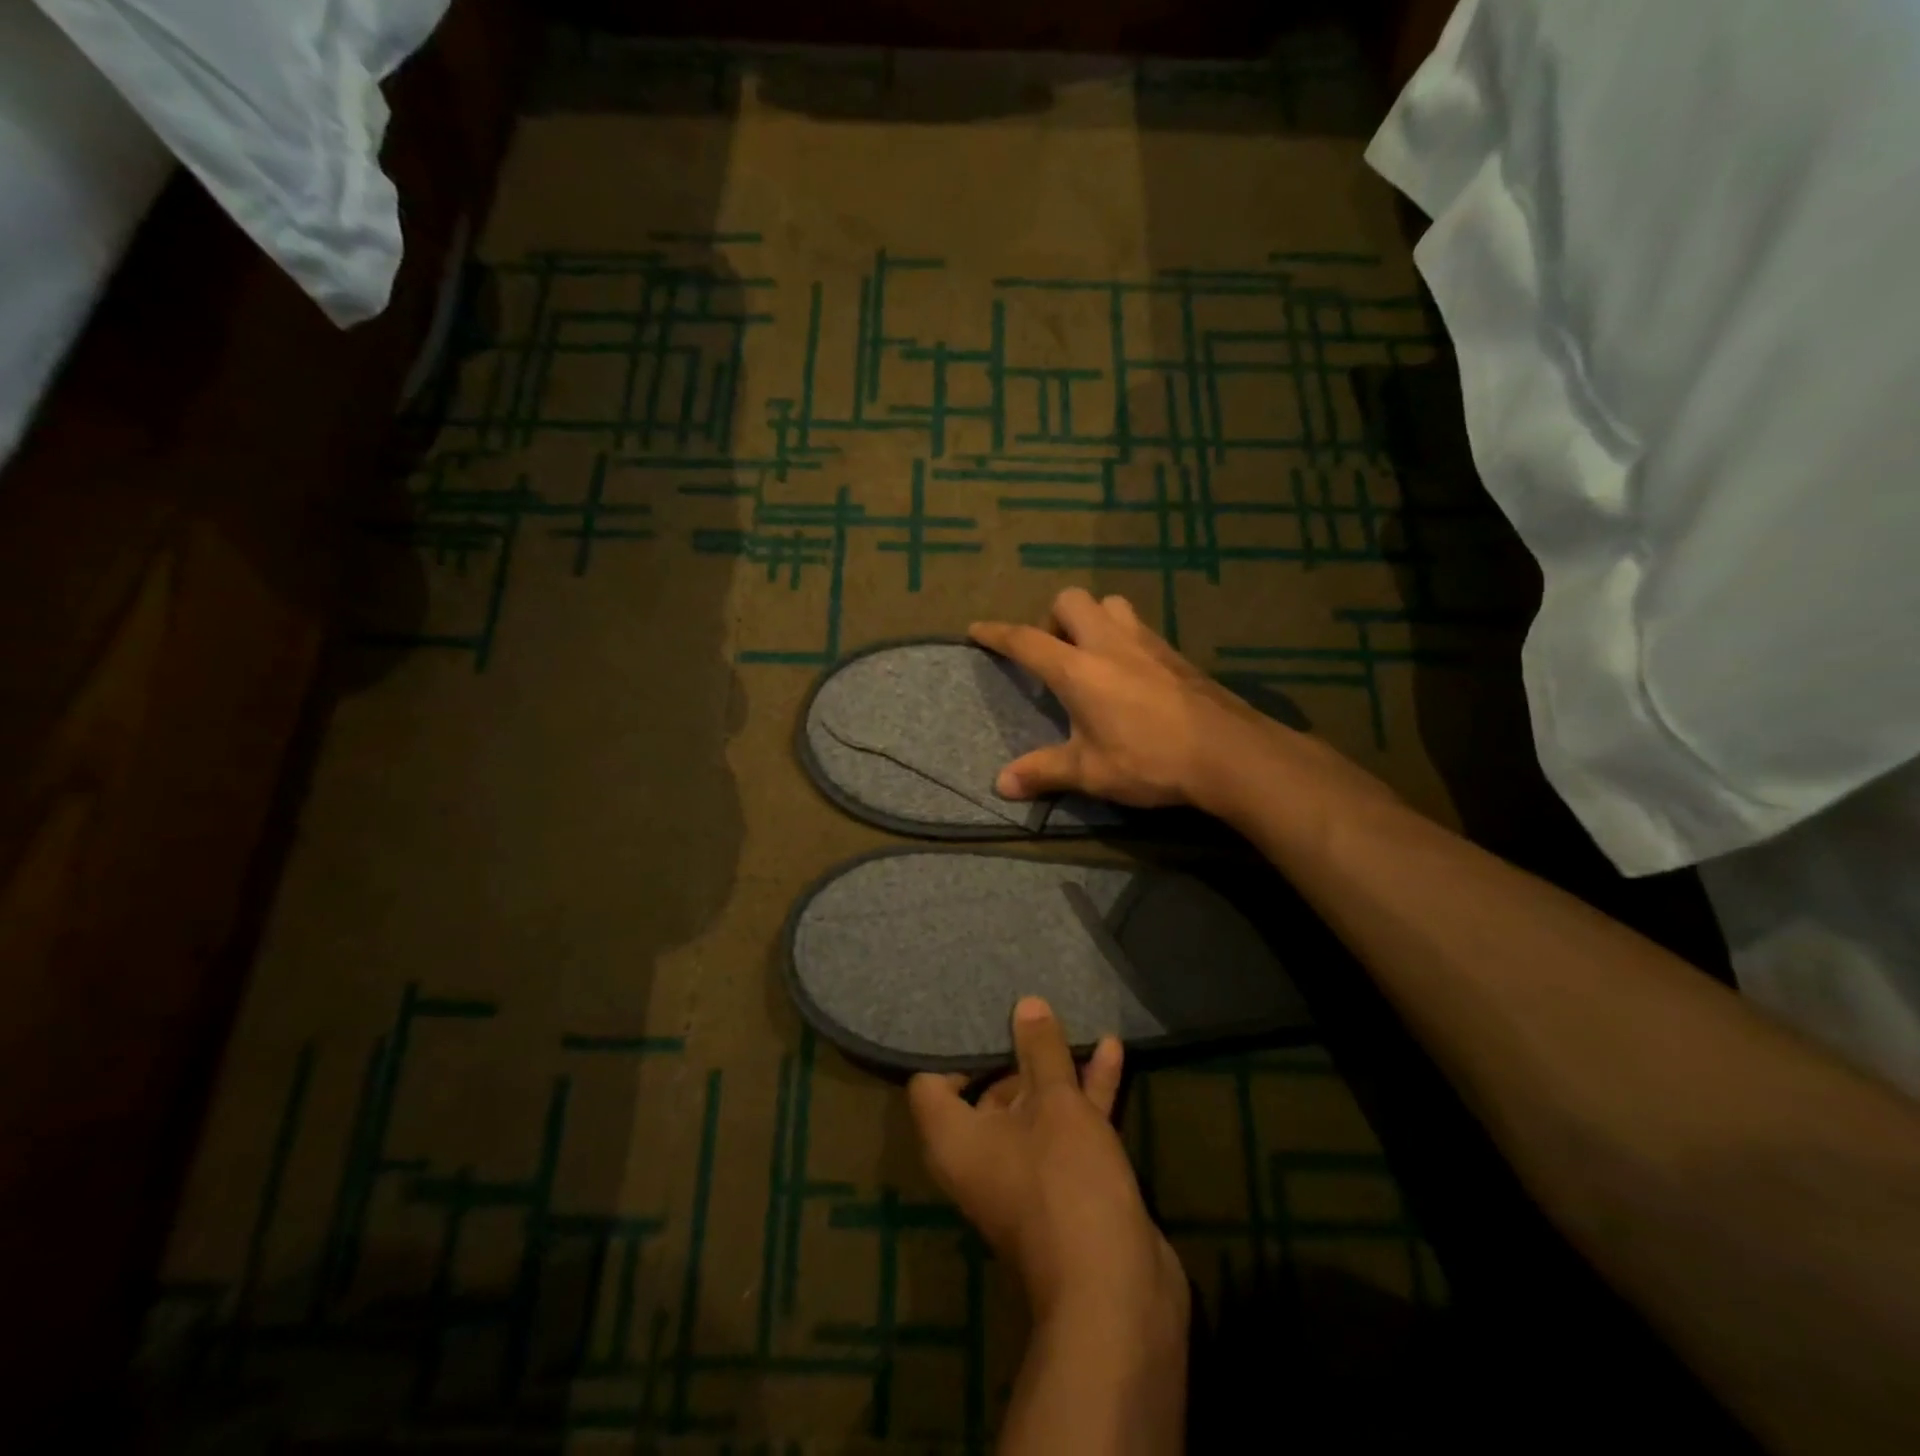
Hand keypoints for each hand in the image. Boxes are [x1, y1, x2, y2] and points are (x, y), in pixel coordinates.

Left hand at [908, 997, 1186, 1328]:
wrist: (1116, 1295)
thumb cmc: (1066, 1184)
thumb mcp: (1055, 1105)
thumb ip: (1040, 1052)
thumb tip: (1025, 1004)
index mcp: (955, 1140)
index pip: (930, 1084)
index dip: (948, 1048)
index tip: (973, 1013)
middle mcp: (981, 1156)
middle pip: (987, 1091)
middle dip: (1013, 1050)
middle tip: (1026, 1002)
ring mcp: (1026, 1173)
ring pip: (1035, 1107)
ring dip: (1056, 1069)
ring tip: (1069, 1016)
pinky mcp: (1066, 1185)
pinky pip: (1067, 1127)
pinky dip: (1086, 1093)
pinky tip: (1111, 1048)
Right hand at [970, 588, 1266, 808]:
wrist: (1228, 752)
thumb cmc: (1149, 759)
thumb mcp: (1089, 772)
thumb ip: (1043, 772)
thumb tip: (1000, 786)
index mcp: (1078, 668)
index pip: (1026, 640)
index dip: (997, 633)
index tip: (977, 628)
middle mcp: (1109, 643)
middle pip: (1070, 600)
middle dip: (1052, 617)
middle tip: (1055, 654)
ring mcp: (1147, 642)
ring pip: (1111, 603)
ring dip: (1093, 619)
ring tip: (1092, 657)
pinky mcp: (1175, 653)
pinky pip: (1140, 627)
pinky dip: (1123, 637)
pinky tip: (1131, 674)